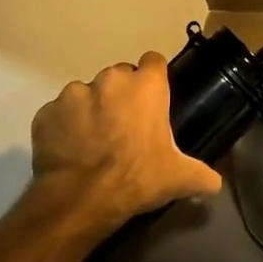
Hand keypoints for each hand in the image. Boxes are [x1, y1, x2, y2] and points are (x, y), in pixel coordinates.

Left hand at [31, 53, 222, 227]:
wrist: (81, 199)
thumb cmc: (137, 178)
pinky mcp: (46, 113)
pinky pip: (59, 114)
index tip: (153, 100)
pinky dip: (64, 127)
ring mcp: (73, 94)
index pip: (154, 62)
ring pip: (86, 93)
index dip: (154, 79)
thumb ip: (203, 175)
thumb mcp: (179, 178)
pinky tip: (70, 150)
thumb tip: (216, 183)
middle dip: (121, 95)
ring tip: (94, 141)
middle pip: (119, 76)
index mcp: (145, 86)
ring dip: (91, 109)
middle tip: (125, 127)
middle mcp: (109, 79)